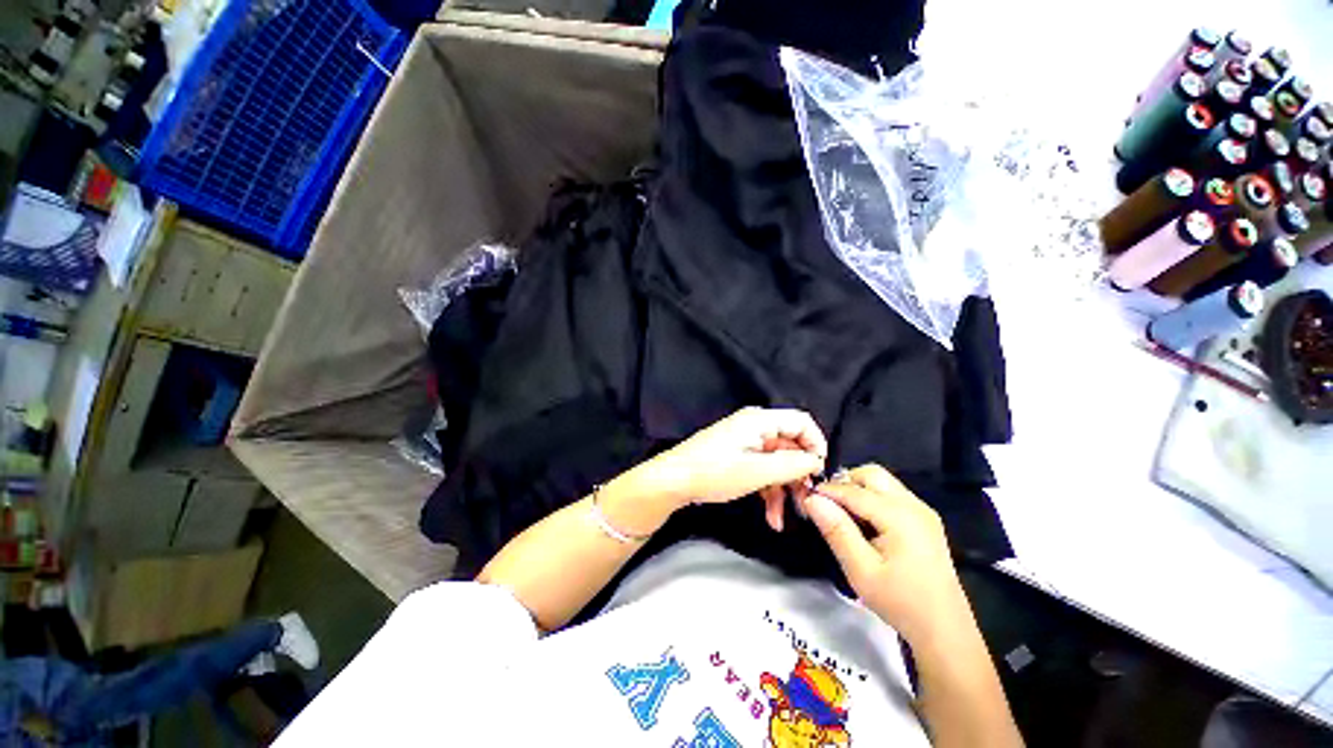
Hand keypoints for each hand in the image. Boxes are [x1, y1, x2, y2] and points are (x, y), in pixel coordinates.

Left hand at [610, 407, 826, 531]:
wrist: (673, 481)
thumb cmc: (714, 472)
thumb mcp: (757, 471)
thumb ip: (791, 464)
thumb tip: (816, 460)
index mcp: (759, 420)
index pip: (801, 422)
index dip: (816, 445)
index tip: (819, 474)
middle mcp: (754, 427)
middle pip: (790, 446)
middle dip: (799, 475)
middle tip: (806, 503)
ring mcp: (745, 442)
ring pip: (777, 462)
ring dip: (783, 490)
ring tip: (785, 519)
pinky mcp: (737, 456)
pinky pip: (762, 470)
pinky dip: (768, 490)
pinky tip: (771, 516)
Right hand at [801, 465, 970, 647]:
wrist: (944, 630)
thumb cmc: (900, 602)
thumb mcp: (861, 570)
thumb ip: (836, 530)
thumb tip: (812, 499)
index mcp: (899, 516)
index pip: (853, 490)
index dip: (826, 491)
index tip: (805, 498)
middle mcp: (913, 505)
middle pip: (872, 474)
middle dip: (845, 482)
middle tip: (827, 506)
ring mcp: (923, 511)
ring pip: (883, 482)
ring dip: (859, 489)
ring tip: (844, 516)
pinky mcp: (925, 521)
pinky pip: (893, 495)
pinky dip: (873, 499)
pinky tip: (865, 525)